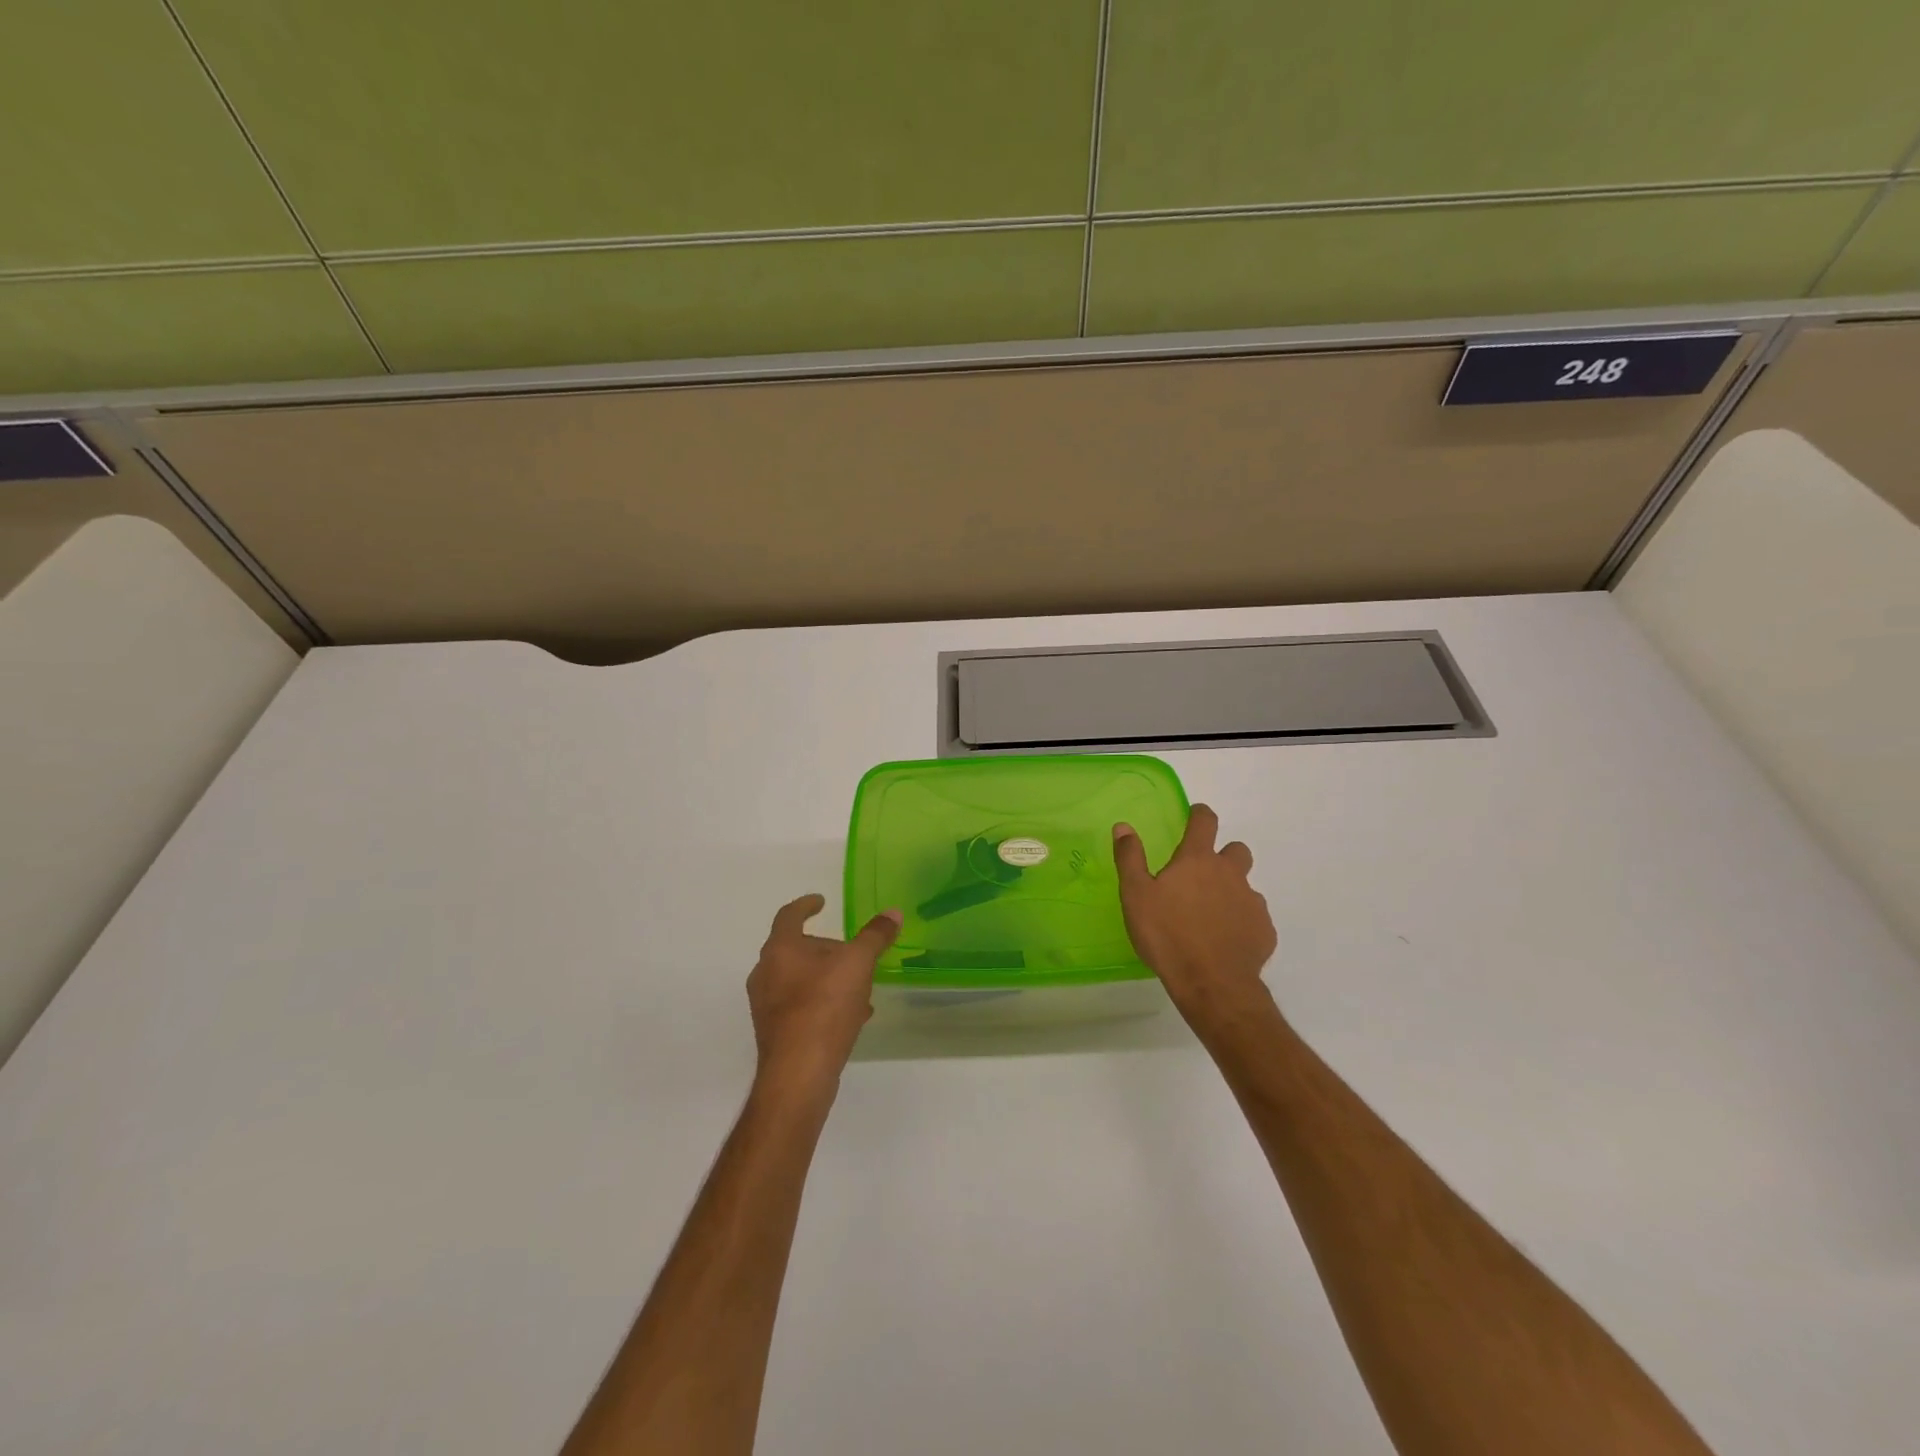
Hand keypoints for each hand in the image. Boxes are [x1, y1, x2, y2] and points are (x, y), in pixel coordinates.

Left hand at [746, 894, 900, 1095]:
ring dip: (827, 977)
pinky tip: (852, 1015)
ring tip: (859, 986)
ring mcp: (766, 1005)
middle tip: (853, 951)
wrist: (798, 1074)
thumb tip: (892, 913)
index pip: (789, 915)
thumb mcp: (858, 964)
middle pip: (795, 948)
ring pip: (800, 979)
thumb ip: (875, 936)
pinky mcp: (774, 1032)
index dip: (806, 905)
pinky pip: (801, 1005)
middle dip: (825, 947)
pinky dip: (823, 1002)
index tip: (821, 901)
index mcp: (780, 949)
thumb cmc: (824, 1007)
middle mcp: (765, 973)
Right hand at [1114, 805, 1278, 1034]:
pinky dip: (1241, 921)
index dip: (1200, 815)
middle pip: (1236, 850)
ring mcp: (1251, 901)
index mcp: (1198, 860)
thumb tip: (1124, 826)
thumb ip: (1130, 858)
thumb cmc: (1167, 935)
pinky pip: (1254, 916)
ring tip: (1210, 914)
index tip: (1194, 816)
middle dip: (1223, 855)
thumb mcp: (1136, 895)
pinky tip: (1225, 940)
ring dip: (1231, 891)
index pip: (1205, 821)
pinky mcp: (1264, 930)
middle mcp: (1230, 873)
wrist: (1212, 983)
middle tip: (1202, 875)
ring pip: (1245, 886)